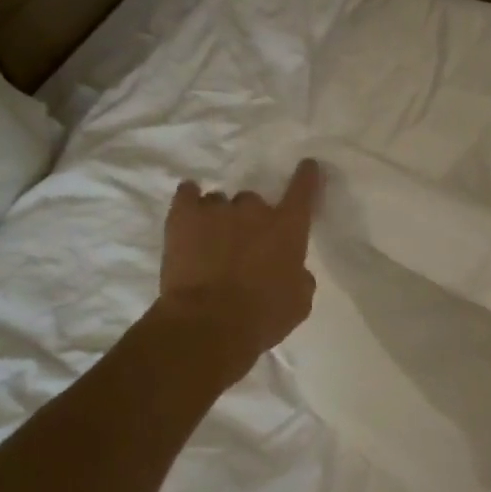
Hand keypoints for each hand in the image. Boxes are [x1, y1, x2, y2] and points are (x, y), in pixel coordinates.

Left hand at [159, 160, 320, 369]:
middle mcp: (254, 211)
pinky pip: (187, 194)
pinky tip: (188, 211)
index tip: (307, 166)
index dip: (306, 177)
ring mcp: (216, 209)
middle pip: (253, 201)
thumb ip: (299, 277)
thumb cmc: (262, 317)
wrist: (208, 325)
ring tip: (210, 242)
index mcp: (287, 229)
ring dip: (218, 218)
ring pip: (219, 202)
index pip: (302, 191)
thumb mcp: (298, 303)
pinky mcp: (183, 215)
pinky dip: (189, 200)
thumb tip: (294, 269)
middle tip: (242, 244)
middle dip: (249, 219)